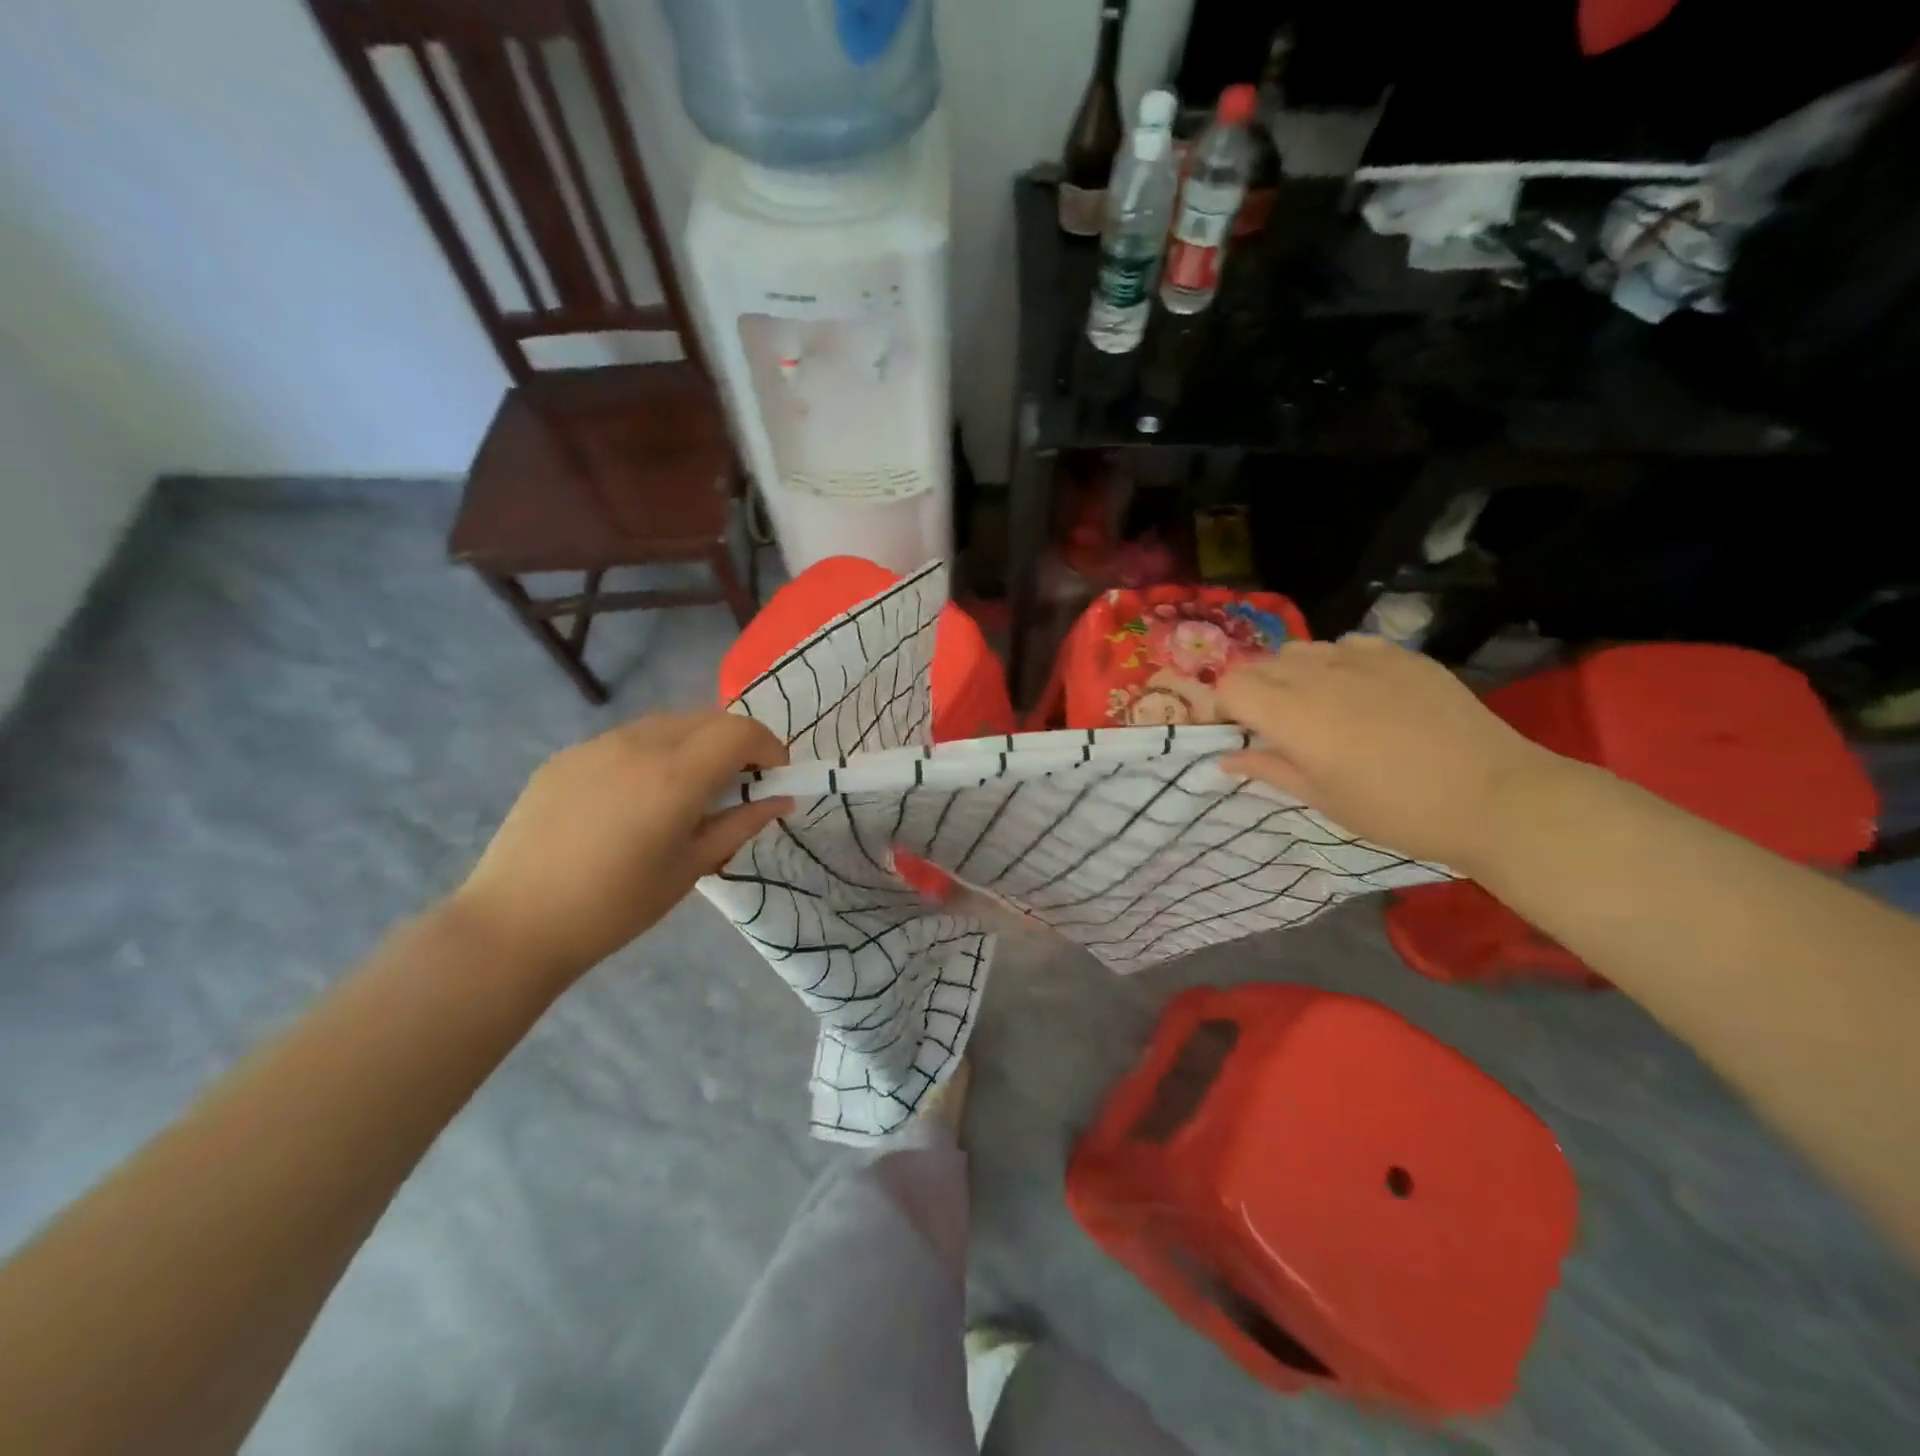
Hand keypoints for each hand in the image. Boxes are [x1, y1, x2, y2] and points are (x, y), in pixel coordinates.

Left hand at [446, 712, 791, 984]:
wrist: (515, 923)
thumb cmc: (616, 906)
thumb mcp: (691, 869)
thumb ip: (741, 825)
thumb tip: (781, 800)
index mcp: (675, 776)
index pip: (741, 731)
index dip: (768, 746)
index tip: (773, 777)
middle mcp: (639, 745)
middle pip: (707, 719)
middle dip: (736, 743)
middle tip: (739, 785)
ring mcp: (597, 745)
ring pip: (667, 723)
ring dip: (696, 743)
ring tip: (689, 789)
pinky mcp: (567, 756)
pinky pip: (627, 739)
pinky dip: (654, 752)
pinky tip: (638, 796)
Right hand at [1217, 636, 1562, 871]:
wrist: (1493, 796)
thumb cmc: (1395, 809)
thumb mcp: (1321, 798)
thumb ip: (1268, 768)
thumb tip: (1226, 757)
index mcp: (1292, 714)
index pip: (1230, 685)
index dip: (1224, 708)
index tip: (1238, 733)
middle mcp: (1318, 674)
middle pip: (1259, 664)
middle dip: (1253, 691)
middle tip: (1273, 727)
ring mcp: (1362, 658)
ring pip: (1300, 650)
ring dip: (1290, 675)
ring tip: (1315, 707)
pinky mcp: (1400, 654)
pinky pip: (1345, 645)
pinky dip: (1335, 663)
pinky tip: (1357, 691)